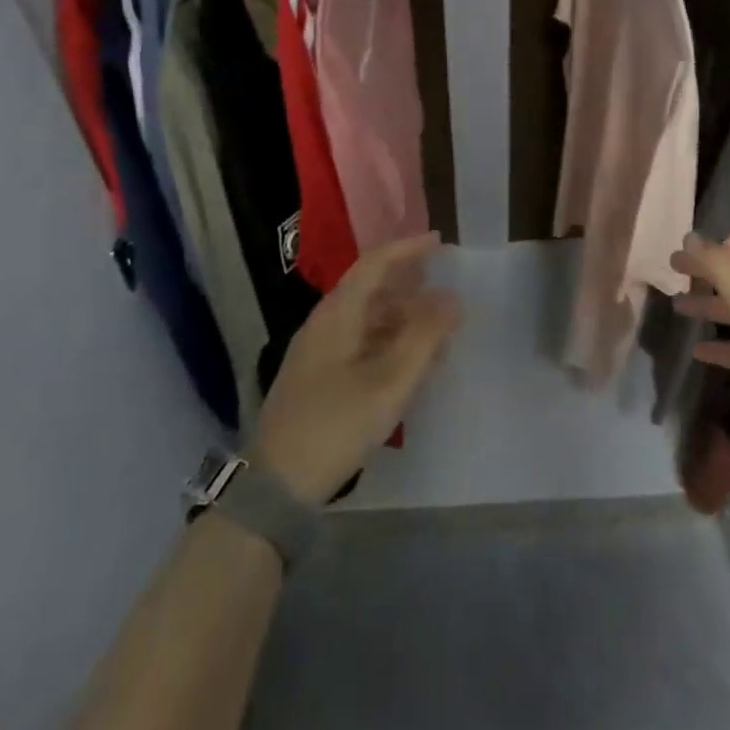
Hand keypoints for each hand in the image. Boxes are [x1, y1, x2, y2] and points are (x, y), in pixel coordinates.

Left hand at [248, 233, 458, 503]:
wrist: (277, 485)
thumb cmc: (335, 424)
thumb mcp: (389, 381)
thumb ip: (424, 336)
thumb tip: (452, 297)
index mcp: (337, 314)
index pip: (374, 264)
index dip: (408, 249)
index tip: (440, 244)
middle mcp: (325, 324)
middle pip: (372, 290)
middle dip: (411, 287)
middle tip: (446, 291)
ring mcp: (319, 352)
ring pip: (368, 320)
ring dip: (404, 319)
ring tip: (439, 333)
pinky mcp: (319, 377)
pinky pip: (362, 344)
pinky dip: (391, 344)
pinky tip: (412, 364)